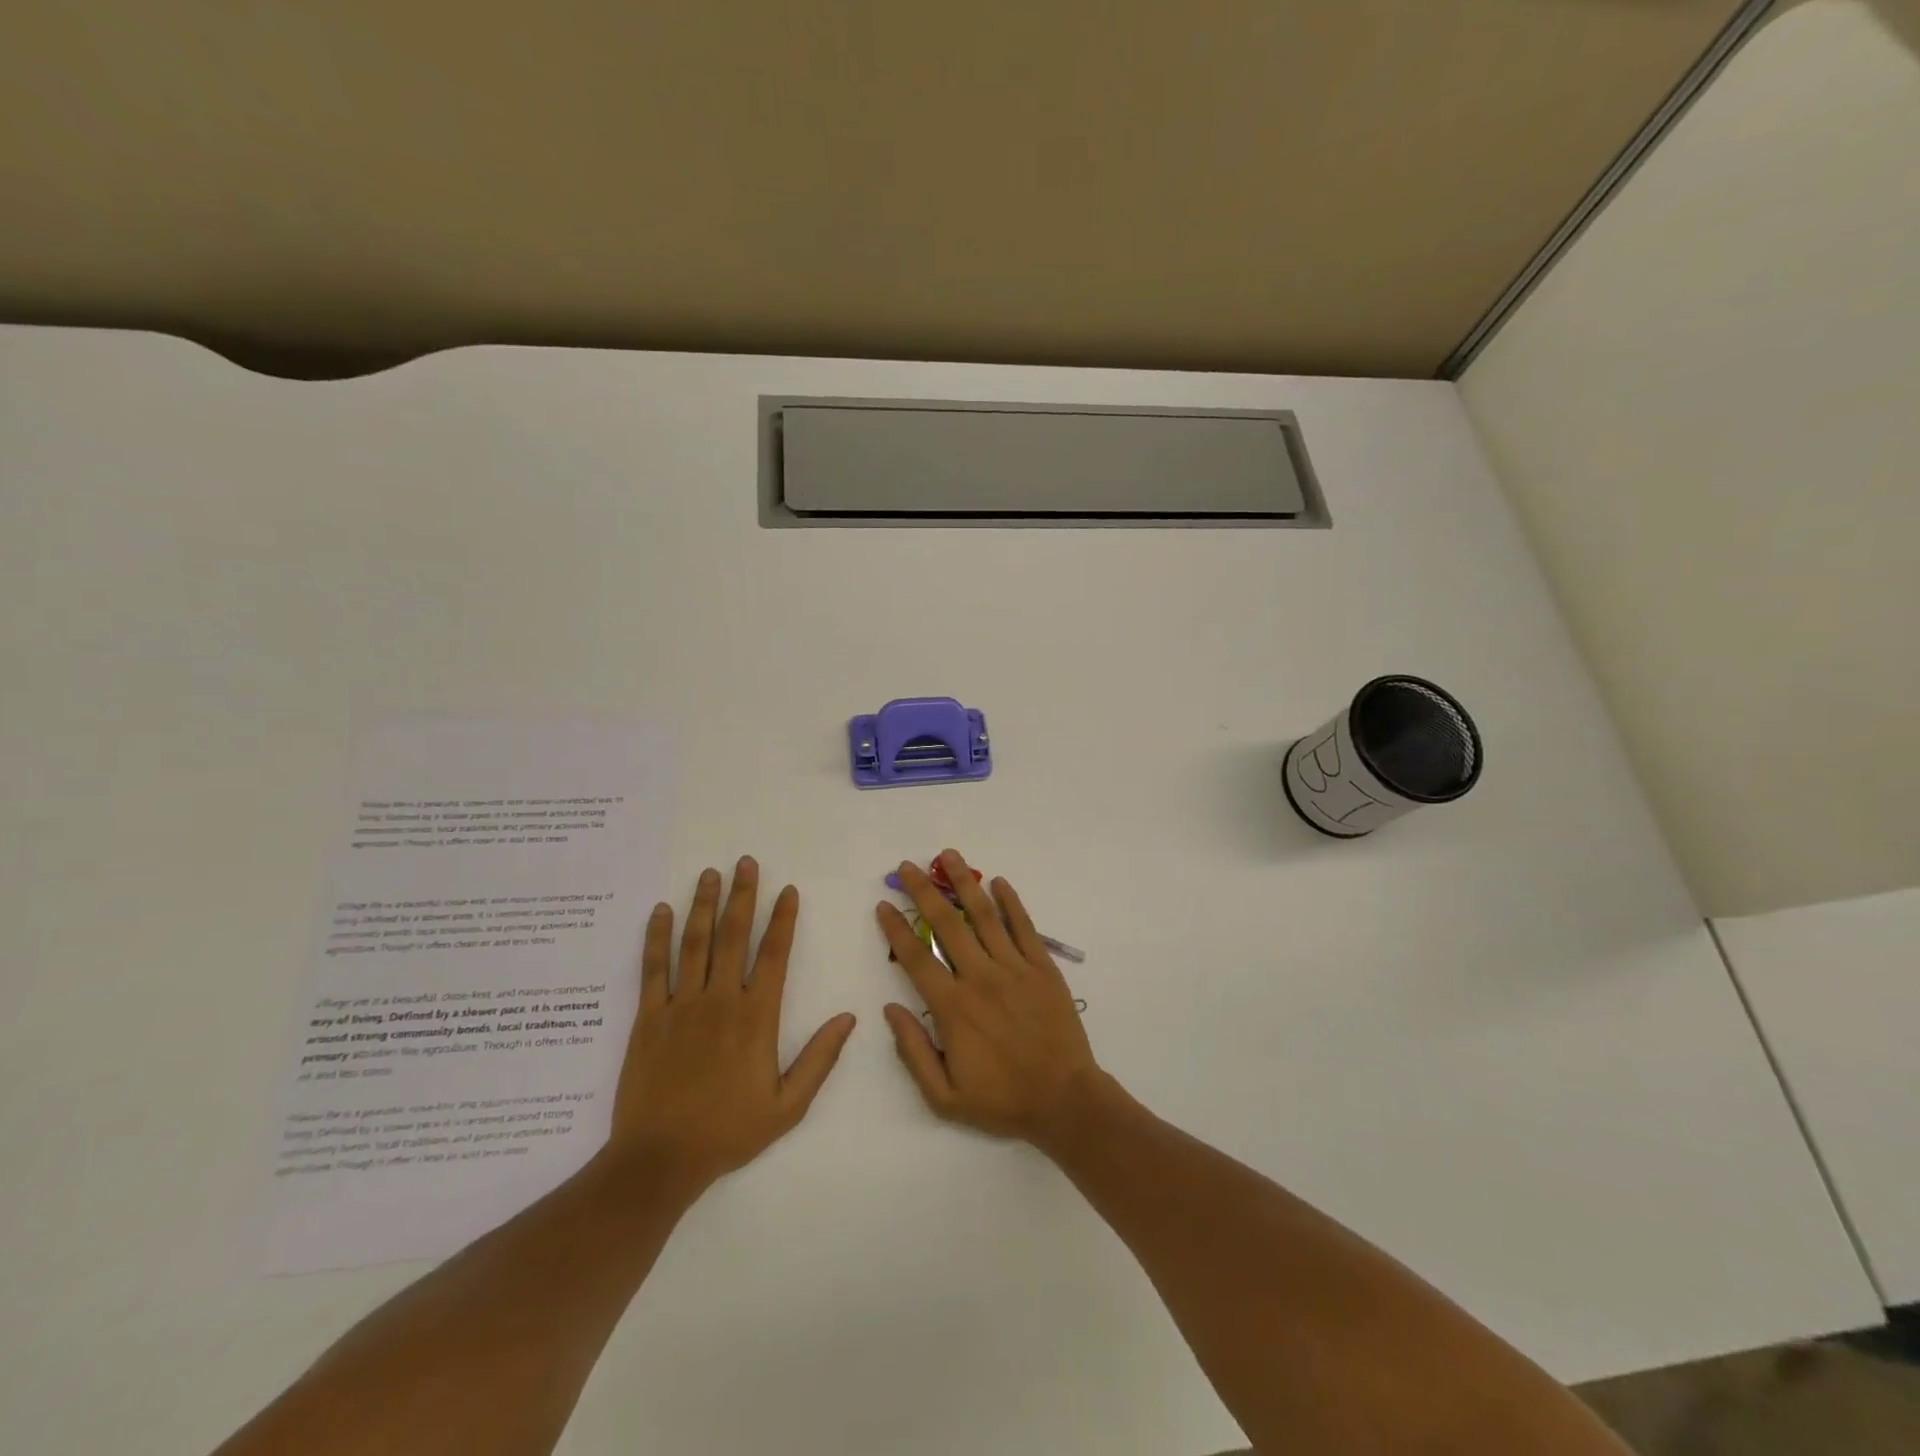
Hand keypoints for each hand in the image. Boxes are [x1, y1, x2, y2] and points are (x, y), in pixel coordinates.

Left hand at [608, 856, 855, 1195]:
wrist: (659, 1160)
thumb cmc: (728, 1132)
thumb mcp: (788, 1106)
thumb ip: (820, 1058)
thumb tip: (849, 1017)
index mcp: (757, 1018)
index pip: (774, 955)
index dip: (783, 919)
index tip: (787, 890)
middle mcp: (720, 1000)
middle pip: (734, 936)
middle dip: (742, 896)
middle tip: (746, 862)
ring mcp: (681, 1005)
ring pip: (695, 943)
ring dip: (704, 905)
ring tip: (710, 874)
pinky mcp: (648, 1017)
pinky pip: (653, 969)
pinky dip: (656, 937)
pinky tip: (661, 911)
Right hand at [878, 850, 1102, 1145]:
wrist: (1065, 1101)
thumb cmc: (1002, 1100)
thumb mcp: (944, 1096)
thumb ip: (912, 1052)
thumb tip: (888, 1010)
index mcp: (953, 1007)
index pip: (916, 957)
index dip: (896, 928)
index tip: (883, 903)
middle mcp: (980, 977)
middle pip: (946, 924)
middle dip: (924, 891)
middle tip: (909, 865)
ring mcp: (1015, 968)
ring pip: (984, 916)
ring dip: (964, 883)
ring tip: (949, 855)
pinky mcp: (1043, 967)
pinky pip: (1024, 927)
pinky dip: (1011, 902)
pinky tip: (998, 882)